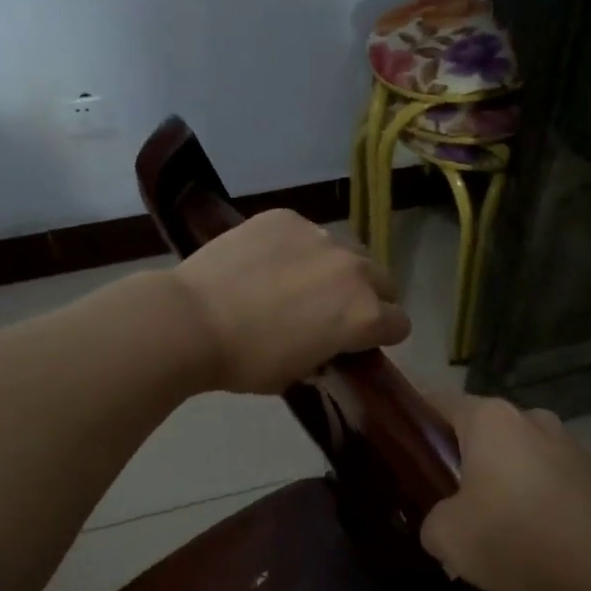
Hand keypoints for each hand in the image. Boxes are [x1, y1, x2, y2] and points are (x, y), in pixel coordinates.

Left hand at [171, 210, 409, 393]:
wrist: (191, 320)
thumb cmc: (247, 361)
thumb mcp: (298, 373)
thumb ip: (328, 354)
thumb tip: (329, 344)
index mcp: (364, 314)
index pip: (399, 323)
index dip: (382, 335)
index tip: (361, 342)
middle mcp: (353, 270)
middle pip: (382, 280)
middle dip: (367, 296)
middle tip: (333, 311)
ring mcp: (320, 236)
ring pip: (344, 252)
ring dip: (332, 269)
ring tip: (294, 282)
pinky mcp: (286, 217)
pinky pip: (305, 233)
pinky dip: (295, 248)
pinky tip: (265, 263)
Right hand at [420, 393, 590, 590]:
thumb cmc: (510, 534)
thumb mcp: (446, 535)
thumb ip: (433, 519)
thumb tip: (443, 521)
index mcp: (490, 418)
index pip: (441, 402)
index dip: (418, 419)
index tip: (406, 443)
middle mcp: (530, 418)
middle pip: (484, 429)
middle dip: (466, 455)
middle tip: (448, 493)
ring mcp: (567, 443)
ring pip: (521, 453)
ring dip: (506, 476)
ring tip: (495, 520)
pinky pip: (550, 478)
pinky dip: (538, 496)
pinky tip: (532, 534)